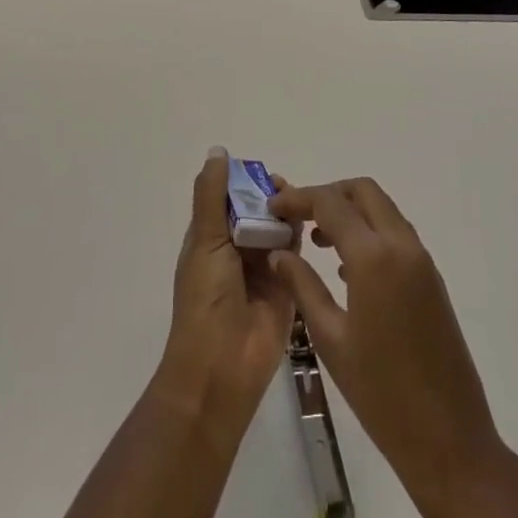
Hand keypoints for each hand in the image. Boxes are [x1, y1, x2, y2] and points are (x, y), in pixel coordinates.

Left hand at [154, 150, 295, 441]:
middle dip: (271, 196)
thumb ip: (212, 196)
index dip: (245, 181)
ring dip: (287, 214)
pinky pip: (296, 252)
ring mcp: (264, 267)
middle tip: (287, 188)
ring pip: (279, 227)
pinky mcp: (288, 284)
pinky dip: (301, 236)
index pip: (230, 197)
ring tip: (302, 203)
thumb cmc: (205, 298)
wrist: (222, 366)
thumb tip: (218, 151)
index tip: (264, 172)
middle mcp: (237, 249)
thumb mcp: (204, 240)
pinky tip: (313, 223)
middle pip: (258, 210)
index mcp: (212, 238)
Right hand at [268, 178, 500, 491]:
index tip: (273, 208)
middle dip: (328, 195)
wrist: (449, 439)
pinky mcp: (431, 278)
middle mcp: (402, 245)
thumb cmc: (381, 393)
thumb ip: (302, 286)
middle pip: (362, 191)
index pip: (330, 203)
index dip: (299, 198)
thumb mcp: (330, 339)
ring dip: (350, 212)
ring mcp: (421, 260)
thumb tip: (279, 253)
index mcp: (374, 257)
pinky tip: (345, 269)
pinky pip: (395, 234)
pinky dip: (369, 232)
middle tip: (298, 218)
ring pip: (382, 210)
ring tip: (316, 242)